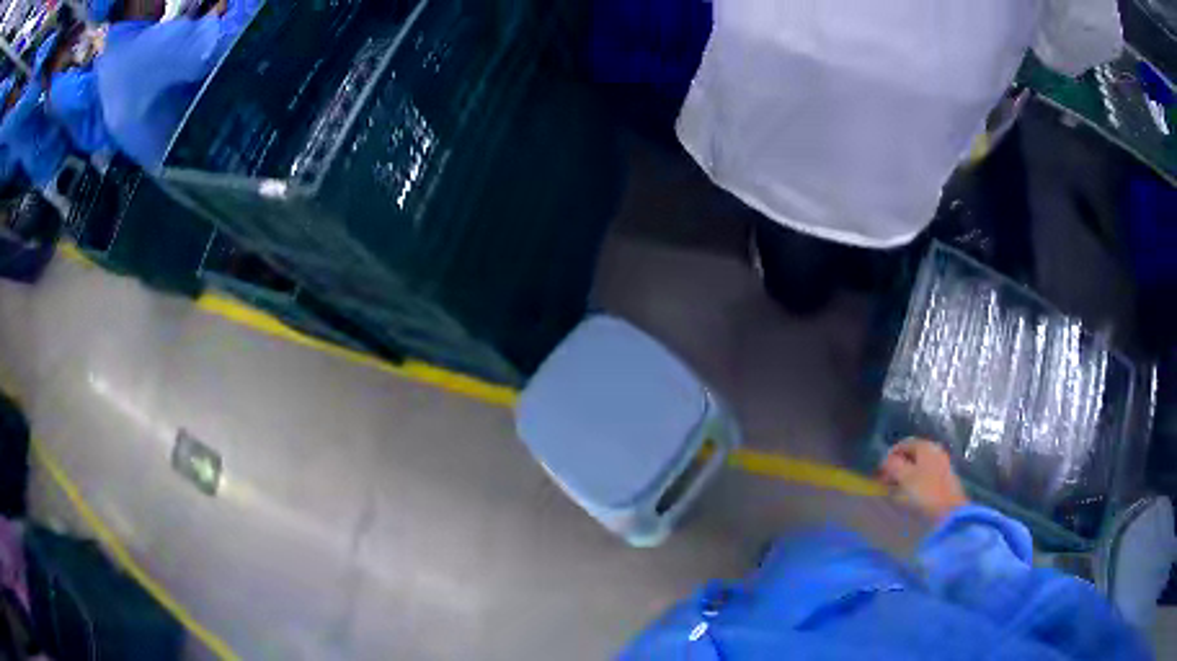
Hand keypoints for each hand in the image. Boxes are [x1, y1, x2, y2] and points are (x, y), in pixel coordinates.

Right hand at [879, 439, 967, 521]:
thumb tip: (884, 460)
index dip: (890, 455)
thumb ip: (893, 465)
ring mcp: (942, 465)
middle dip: (898, 466)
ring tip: (896, 490)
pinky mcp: (945, 480)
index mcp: (926, 446)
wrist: (950, 512)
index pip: (904, 444)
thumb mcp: (904, 477)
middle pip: (912, 455)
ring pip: (919, 466)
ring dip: (906, 476)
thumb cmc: (925, 492)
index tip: (880, 470)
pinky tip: (910, 495)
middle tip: (886, 481)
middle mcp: (936, 451)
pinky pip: (926, 476)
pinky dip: (916, 482)